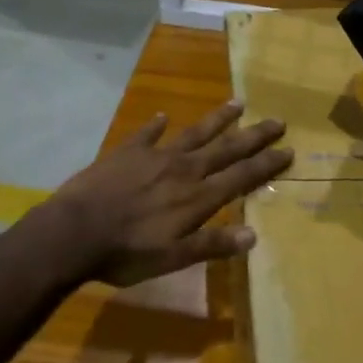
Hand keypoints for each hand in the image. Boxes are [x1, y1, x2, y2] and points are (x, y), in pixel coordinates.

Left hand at [44, 101, 292, 286]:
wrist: (73, 232)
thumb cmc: (125, 253)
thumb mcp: (173, 258)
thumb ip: (212, 245)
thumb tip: (253, 236)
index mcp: (197, 198)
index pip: (241, 177)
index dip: (266, 165)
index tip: (288, 150)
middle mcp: (183, 171)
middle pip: (225, 149)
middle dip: (253, 136)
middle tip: (277, 121)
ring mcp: (154, 158)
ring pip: (193, 133)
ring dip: (217, 119)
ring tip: (237, 103)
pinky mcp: (125, 153)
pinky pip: (145, 134)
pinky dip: (155, 125)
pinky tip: (161, 115)